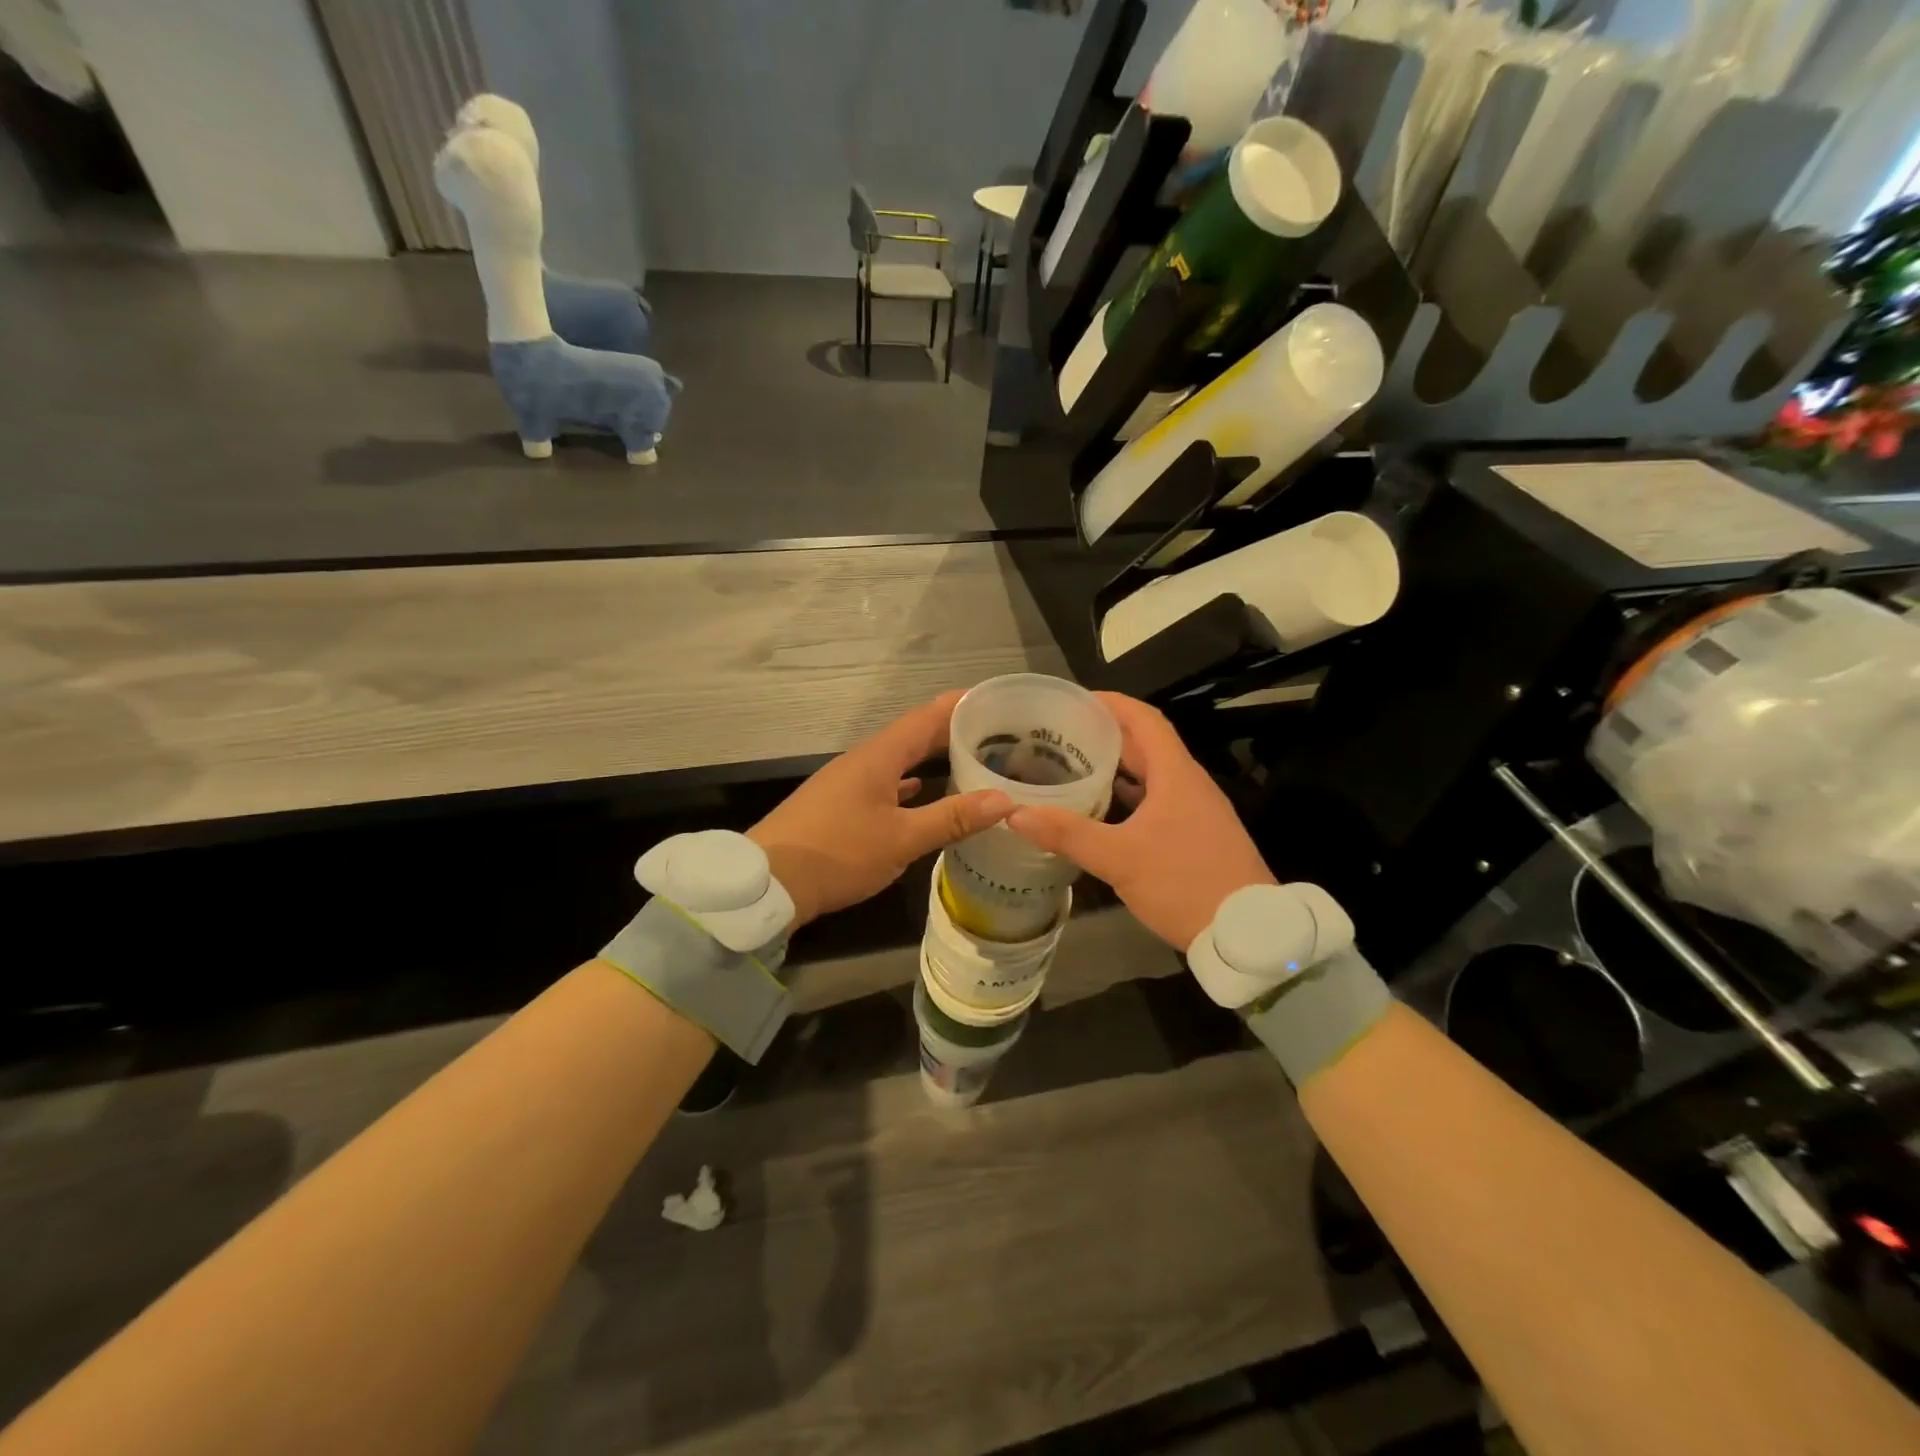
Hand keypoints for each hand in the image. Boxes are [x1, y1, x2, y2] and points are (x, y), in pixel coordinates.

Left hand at [749, 693, 1013, 929]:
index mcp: (879, 757)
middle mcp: (863, 761)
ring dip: (931, 758)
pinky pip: (884, 782)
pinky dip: (909, 783)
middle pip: (913, 736)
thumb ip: (952, 818)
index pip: (926, 718)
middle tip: (994, 734)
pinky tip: (922, 792)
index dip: (959, 706)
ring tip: (968, 760)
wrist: (768, 883)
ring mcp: (848, 782)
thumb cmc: (838, 853)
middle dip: (951, 732)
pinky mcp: (839, 805)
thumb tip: (1004, 800)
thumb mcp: (901, 839)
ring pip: (899, 760)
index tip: (993, 700)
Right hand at [1005, 693, 1274, 948]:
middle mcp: (1189, 784)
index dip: (1111, 704)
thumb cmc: (1185, 883)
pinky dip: (1129, 797)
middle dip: (1106, 735)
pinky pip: (1158, 801)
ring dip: (1117, 767)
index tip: (1075, 701)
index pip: (1144, 719)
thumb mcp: (1120, 859)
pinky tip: (1102, 812)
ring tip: (1074, 767)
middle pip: (1146, 745)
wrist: (1248, 933)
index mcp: (1176, 774)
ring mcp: (1196, 811)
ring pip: (1152, 775)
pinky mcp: (1197, 835)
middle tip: (1062, 735)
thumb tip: (1015, 813)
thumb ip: (1067, 834)